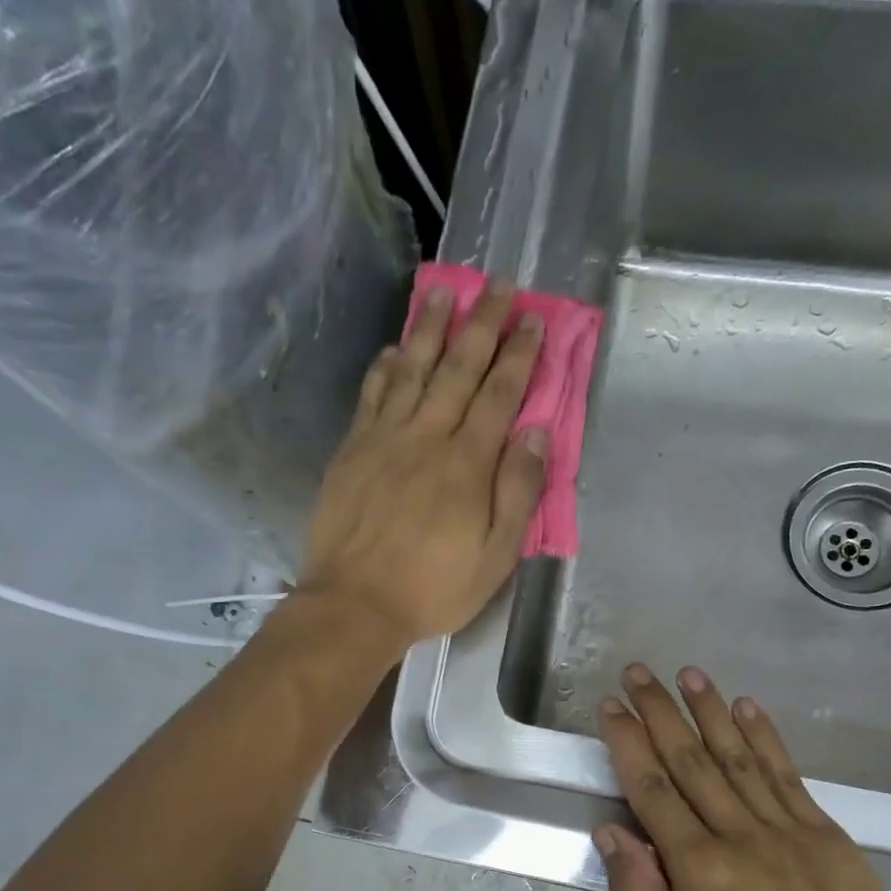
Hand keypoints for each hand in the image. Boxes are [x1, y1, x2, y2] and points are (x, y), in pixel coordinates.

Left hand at [297, 282, 548, 651]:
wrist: (355, 604)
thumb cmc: (433, 588)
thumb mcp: (495, 556)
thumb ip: (518, 492)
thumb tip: (537, 433)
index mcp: (468, 464)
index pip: (500, 395)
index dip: (519, 355)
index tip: (533, 320)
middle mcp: (427, 437)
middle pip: (458, 369)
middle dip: (482, 325)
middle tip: (498, 287)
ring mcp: (384, 440)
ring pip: (412, 371)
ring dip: (431, 330)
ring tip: (445, 294)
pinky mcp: (352, 451)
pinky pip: (372, 396)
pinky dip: (386, 367)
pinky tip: (395, 348)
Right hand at [595, 665, 890, 890]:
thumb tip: (611, 831)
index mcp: (698, 868)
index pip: (653, 789)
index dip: (628, 743)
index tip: (611, 706)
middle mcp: (738, 834)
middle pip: (690, 760)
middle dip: (660, 712)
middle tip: (637, 672)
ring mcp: (786, 828)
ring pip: (738, 756)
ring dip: (709, 711)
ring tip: (687, 673)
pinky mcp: (824, 831)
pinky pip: (787, 774)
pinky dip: (766, 737)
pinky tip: (747, 707)